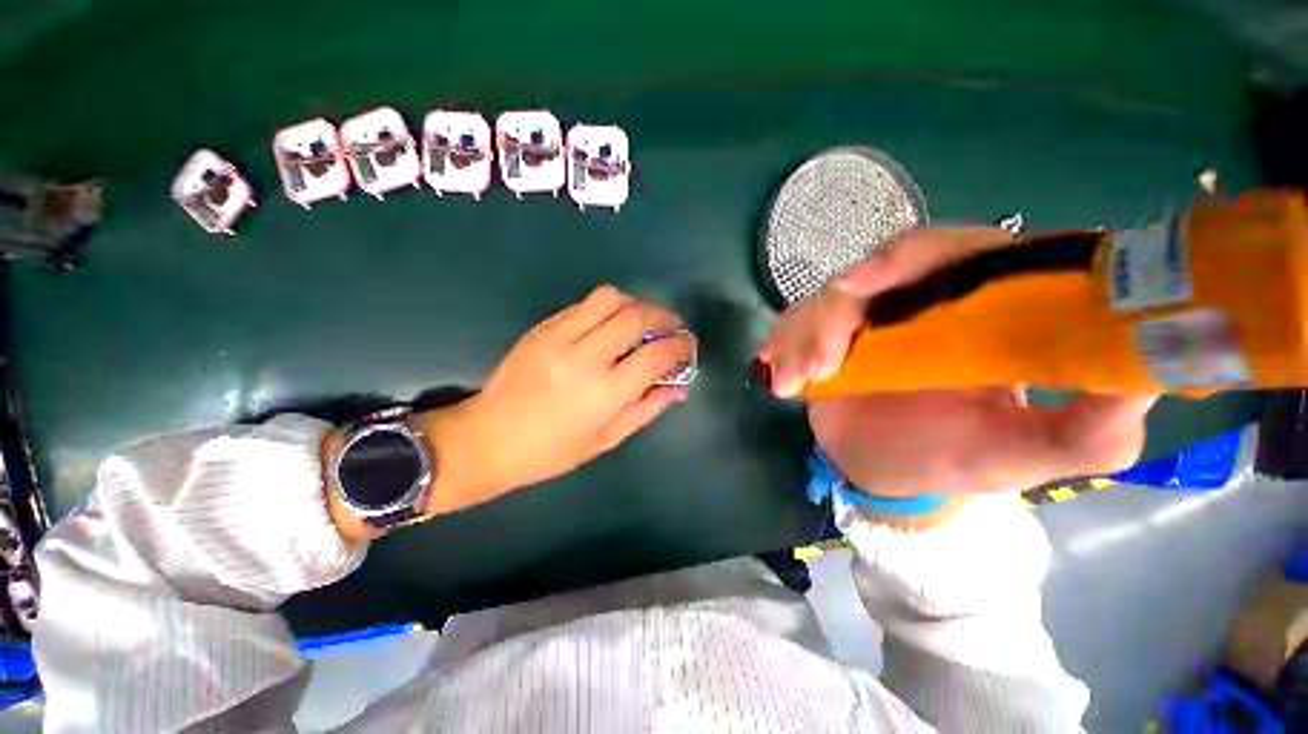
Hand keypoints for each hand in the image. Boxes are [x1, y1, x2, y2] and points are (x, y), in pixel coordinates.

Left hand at [416, 286, 693, 513]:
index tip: (687, 346)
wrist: (488, 438)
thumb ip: (647, 409)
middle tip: (671, 325)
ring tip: (642, 319)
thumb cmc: (552, 451)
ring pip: (609, 298)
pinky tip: (609, 324)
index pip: (656, 355)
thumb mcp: (607, 439)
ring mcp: (559, 337)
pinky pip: (583, 304)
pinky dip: (606, 308)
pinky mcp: (542, 328)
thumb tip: (678, 387)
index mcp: (605, 393)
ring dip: (635, 303)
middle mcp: (585, 357)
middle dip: (663, 315)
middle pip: (635, 316)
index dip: (680, 345)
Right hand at [758, 227, 1155, 495]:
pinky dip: (782, 344)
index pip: (956, 252)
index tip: (869, 283)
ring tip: (794, 382)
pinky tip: (773, 369)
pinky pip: (796, 327)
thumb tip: (1140, 379)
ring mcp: (865, 320)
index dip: (913, 256)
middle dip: (840, 308)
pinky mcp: (825, 338)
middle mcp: (918, 302)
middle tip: (822, 356)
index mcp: (979, 309)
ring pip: (825, 302)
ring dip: (803, 336)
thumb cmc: (958, 461)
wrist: (889, 476)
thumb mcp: (1031, 455)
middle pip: (874, 273)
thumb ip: (1091, 429)